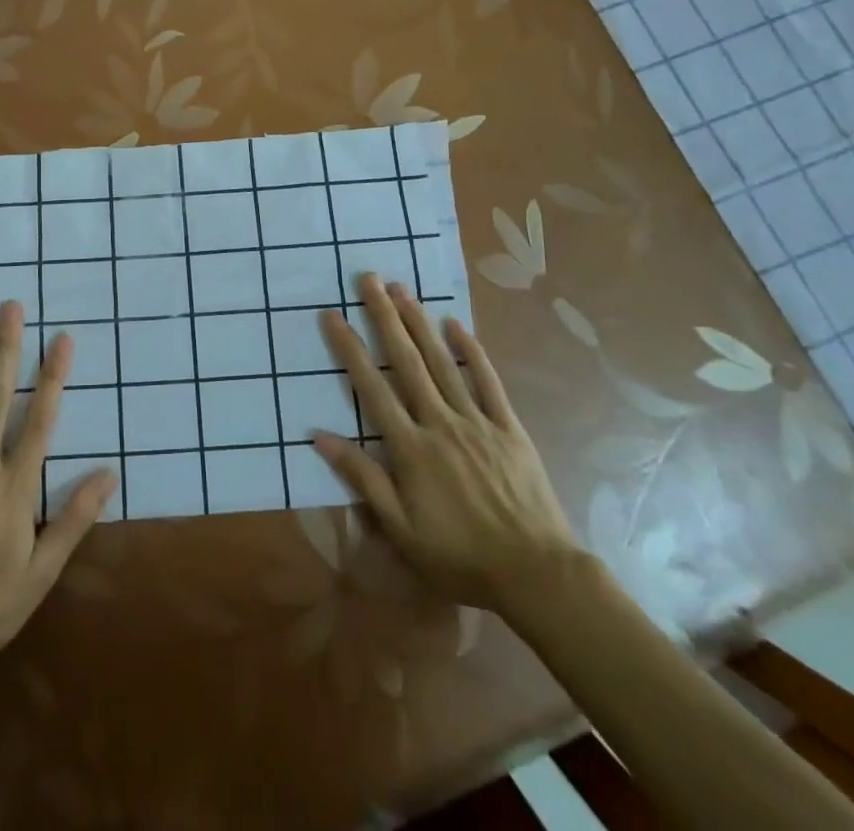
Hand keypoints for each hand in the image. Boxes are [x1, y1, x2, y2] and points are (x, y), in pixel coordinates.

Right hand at [313, 275, 582, 614]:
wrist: (535, 573)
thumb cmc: (459, 555)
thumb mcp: (400, 528)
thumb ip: (362, 477)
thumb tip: (318, 436)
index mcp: (410, 448)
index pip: (371, 387)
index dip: (349, 349)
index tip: (332, 315)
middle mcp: (439, 422)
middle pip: (406, 361)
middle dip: (385, 317)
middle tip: (369, 279)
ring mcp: (476, 421)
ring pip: (442, 362)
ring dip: (420, 323)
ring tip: (402, 289)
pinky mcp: (507, 427)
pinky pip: (487, 381)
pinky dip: (472, 350)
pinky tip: (456, 324)